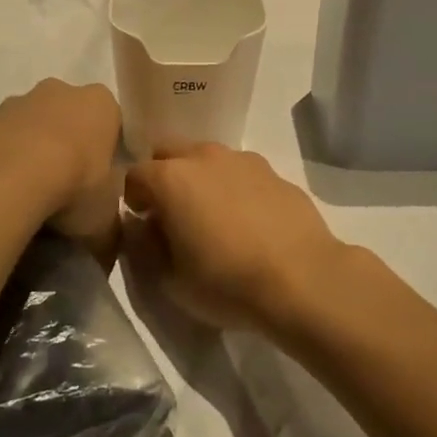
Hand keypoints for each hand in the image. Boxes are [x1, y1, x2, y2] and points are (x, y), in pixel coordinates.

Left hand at [0, 80, 123, 257]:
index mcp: (99, 105)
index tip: (101, 184)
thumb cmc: (74, 187)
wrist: (3, 182)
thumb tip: (104, 240)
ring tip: (23, 202)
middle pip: (65, 118)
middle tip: (63, 193)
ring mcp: (11, 105)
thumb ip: (110, 225)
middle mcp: (57, 92)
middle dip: (64, 148)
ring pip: (23, 129)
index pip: (111, 121)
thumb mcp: (107, 220)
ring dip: (24, 156)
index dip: (107, 152)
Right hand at [123, 144, 348, 333]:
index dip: (133, 200)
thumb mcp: (170, 281)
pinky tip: (248, 222)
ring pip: (208, 158)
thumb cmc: (227, 283)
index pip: (134, 175)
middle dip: (163, 177)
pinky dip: (234, 188)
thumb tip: (140, 226)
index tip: (143, 225)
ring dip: (200, 179)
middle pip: (169, 153)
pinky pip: (240, 172)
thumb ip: (144, 247)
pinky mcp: (274, 172)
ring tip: (213, 218)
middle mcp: (204, 157)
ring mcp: (243, 160)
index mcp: (171, 178)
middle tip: (173, 215)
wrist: (303, 279)